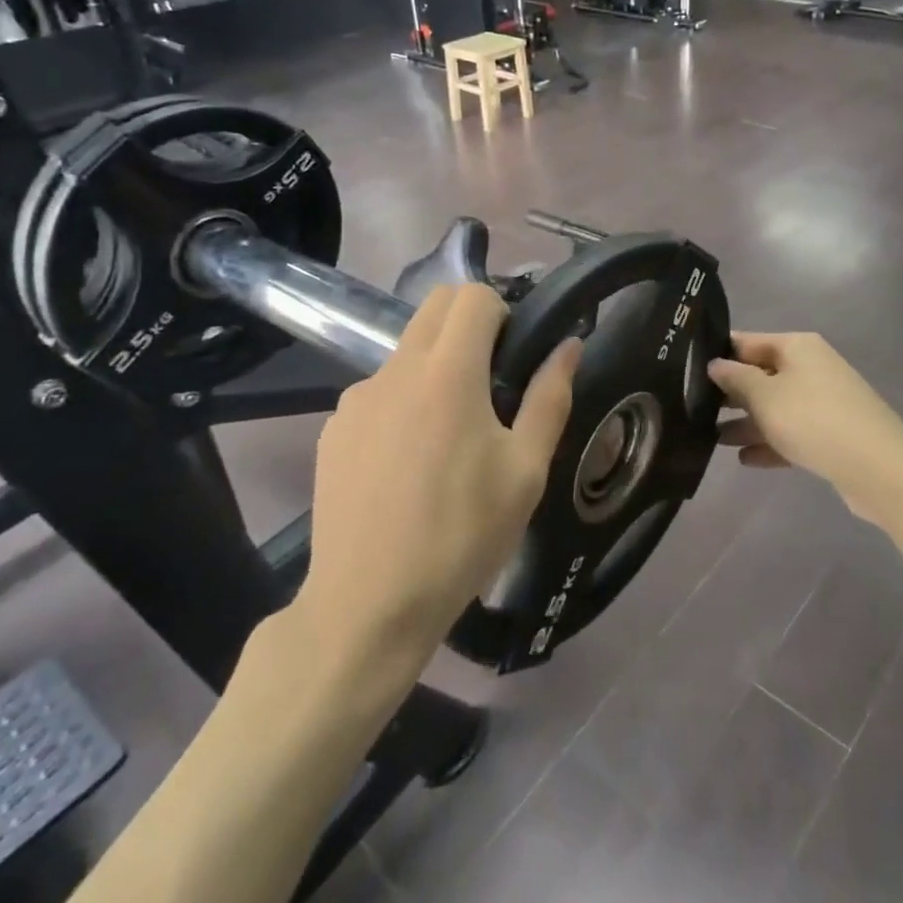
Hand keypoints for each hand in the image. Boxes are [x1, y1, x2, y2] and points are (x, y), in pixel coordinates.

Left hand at [302, 284, 580, 659]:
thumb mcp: (525, 472)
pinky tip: (408, 464)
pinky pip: (378, 392)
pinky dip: (402, 402)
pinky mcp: (333, 429)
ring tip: (449, 435)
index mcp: (448, 373)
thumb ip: (550, 398)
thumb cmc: (461, 537)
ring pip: (405, 350)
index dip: (502, 312)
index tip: (514, 356)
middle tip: (491, 381)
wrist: (368, 605)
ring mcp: (356, 399)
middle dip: (469, 324)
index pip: (472, 296)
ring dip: (435, 365)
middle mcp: (395, 371)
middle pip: (434, 307)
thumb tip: (568, 345)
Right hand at [708, 332, 902, 522]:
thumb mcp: (764, 396)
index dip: (718, 354)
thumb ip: (735, 379)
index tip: (687, 371)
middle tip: (694, 408)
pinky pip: (792, 433)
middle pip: (761, 375)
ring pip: (775, 407)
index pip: (747, 342)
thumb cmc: (812, 419)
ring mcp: (824, 402)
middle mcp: (811, 368)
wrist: (878, 467)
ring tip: (713, 440)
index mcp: (797, 347)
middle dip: (730, 393)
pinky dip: (770, 443)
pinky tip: (744, 459)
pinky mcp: (832, 434)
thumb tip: (715, 364)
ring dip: (746, 422)